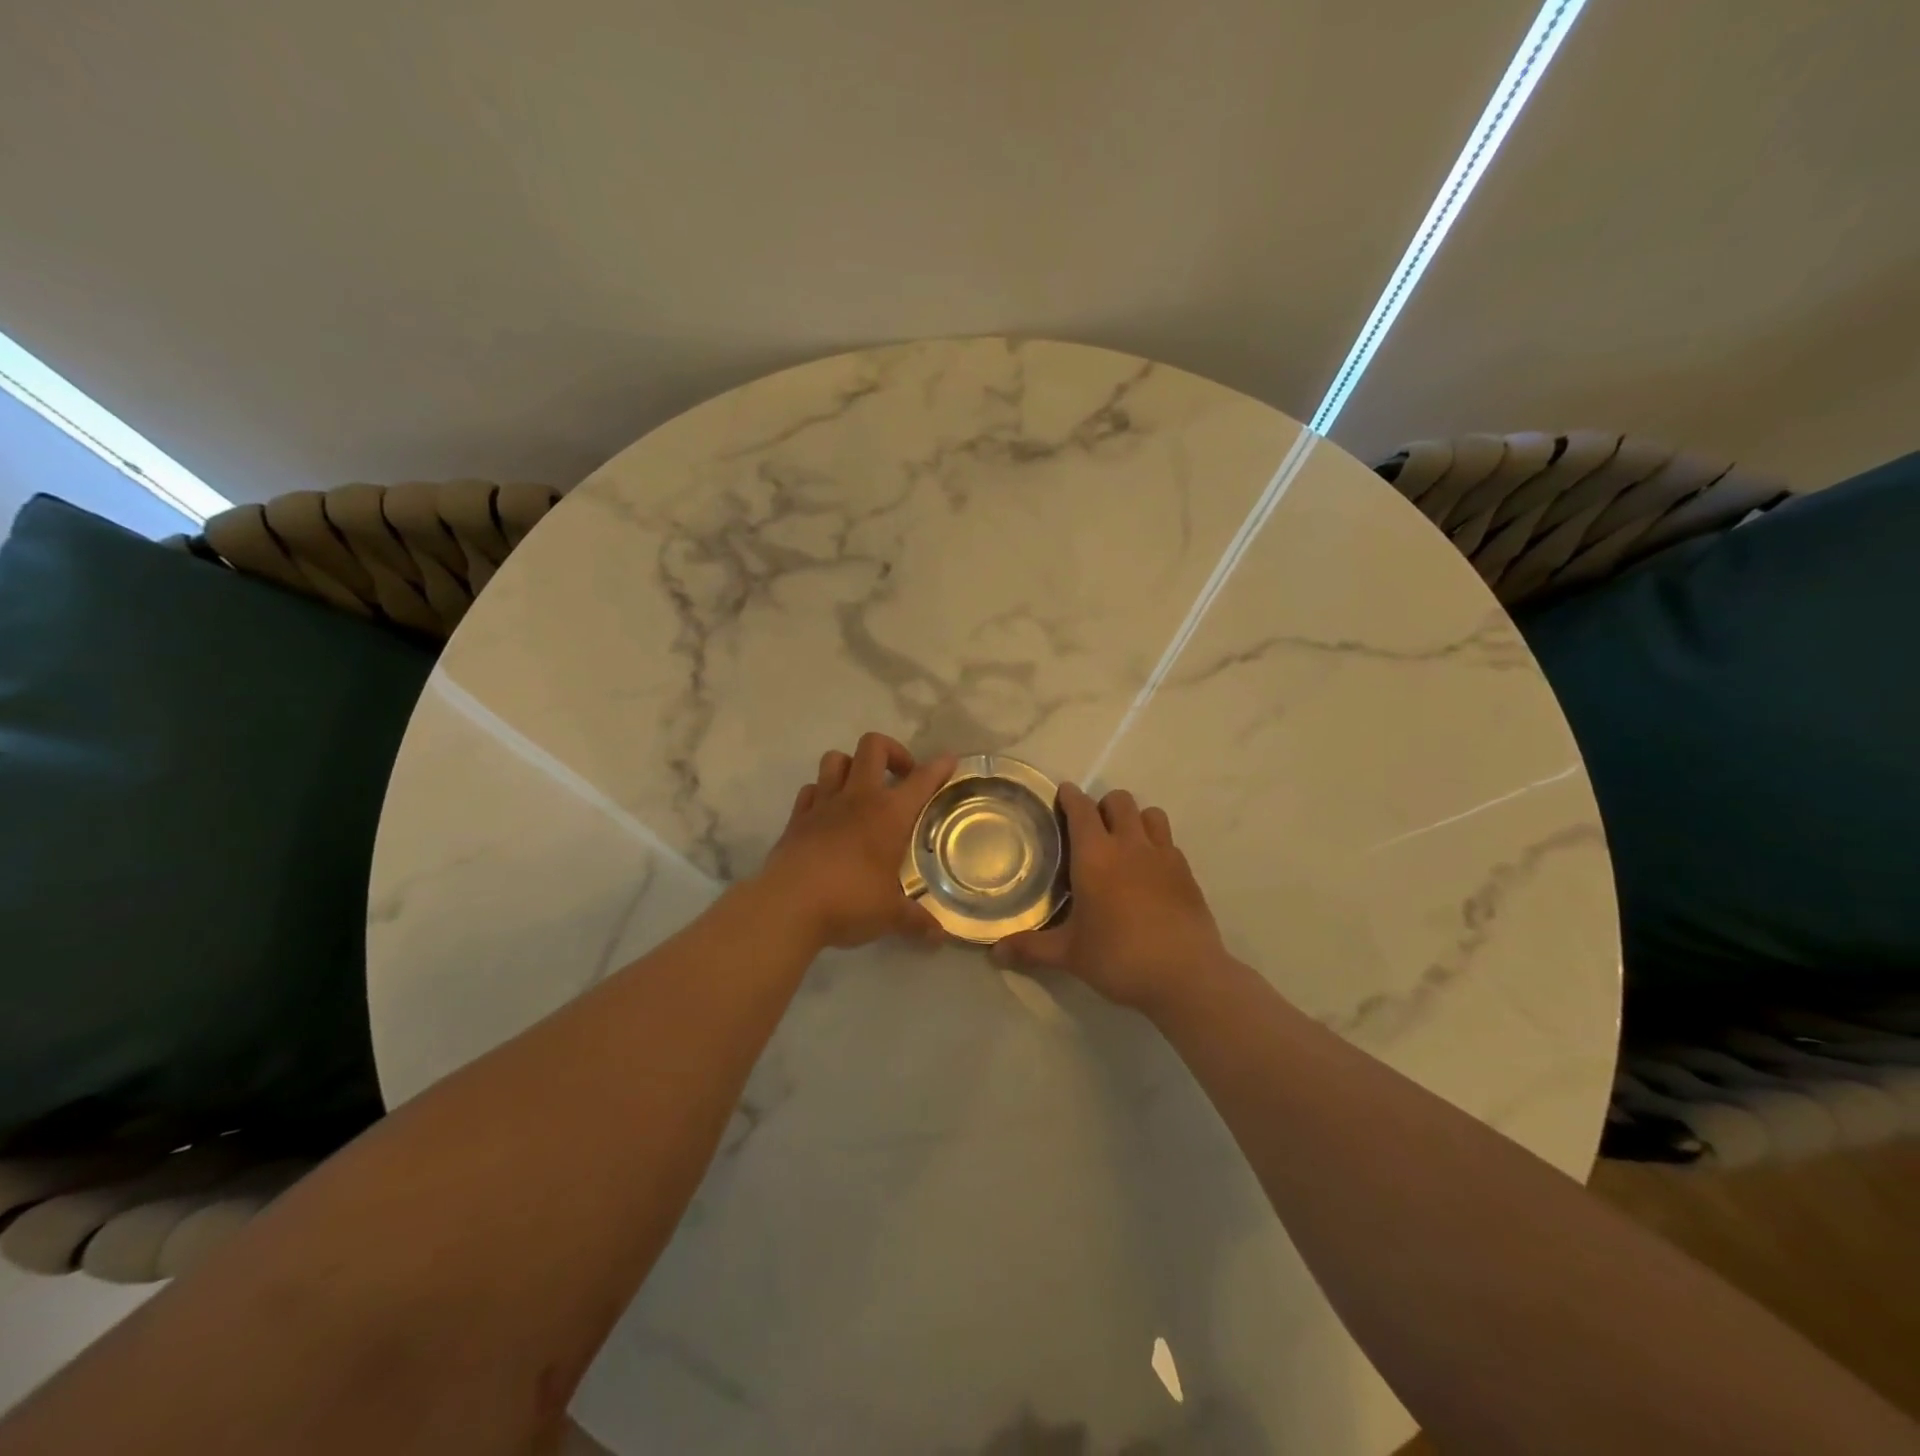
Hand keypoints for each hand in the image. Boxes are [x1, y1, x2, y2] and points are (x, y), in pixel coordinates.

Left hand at [758, 733, 956, 949]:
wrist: (787, 907)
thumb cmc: (849, 902)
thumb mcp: (890, 915)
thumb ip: (916, 921)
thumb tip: (940, 937)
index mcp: (889, 814)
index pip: (921, 779)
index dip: (939, 766)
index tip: (949, 761)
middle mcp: (858, 798)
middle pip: (872, 746)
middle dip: (892, 751)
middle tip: (901, 776)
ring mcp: (823, 804)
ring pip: (836, 759)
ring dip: (852, 766)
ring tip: (862, 789)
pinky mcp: (796, 818)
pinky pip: (810, 789)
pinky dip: (821, 793)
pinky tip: (828, 813)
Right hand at [991, 783, 1229, 1014]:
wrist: (1186, 976)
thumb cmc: (1119, 958)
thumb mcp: (1069, 955)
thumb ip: (1031, 948)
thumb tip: (994, 953)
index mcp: (1095, 856)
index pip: (1082, 809)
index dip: (1070, 797)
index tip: (1062, 795)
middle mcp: (1130, 845)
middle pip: (1119, 801)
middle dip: (1103, 805)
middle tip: (1091, 828)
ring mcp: (1163, 856)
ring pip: (1150, 814)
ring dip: (1135, 819)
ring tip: (1124, 842)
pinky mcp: (1187, 873)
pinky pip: (1169, 842)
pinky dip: (1156, 844)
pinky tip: (1149, 871)